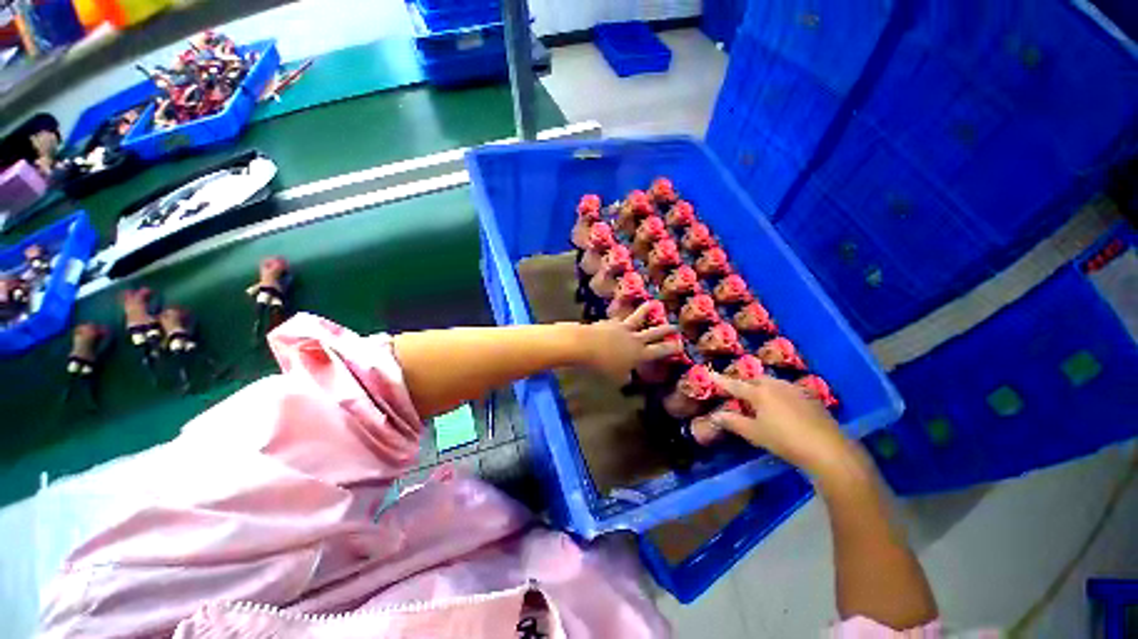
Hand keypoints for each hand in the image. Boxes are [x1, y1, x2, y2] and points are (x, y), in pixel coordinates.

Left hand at [581, 302, 679, 382]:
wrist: (584, 345)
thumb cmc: (601, 366)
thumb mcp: (616, 378)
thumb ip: (624, 376)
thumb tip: (627, 376)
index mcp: (639, 354)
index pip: (660, 351)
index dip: (671, 348)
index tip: (680, 345)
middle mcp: (634, 339)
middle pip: (654, 332)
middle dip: (666, 329)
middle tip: (676, 326)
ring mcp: (622, 328)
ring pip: (637, 317)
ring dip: (645, 310)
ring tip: (652, 303)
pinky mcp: (610, 322)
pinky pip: (618, 319)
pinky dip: (621, 317)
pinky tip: (620, 315)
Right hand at [709, 373, 852, 474]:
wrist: (828, 449)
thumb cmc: (785, 441)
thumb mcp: (754, 434)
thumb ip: (733, 422)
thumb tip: (715, 416)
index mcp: (759, 392)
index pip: (735, 384)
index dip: (721, 381)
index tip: (710, 373)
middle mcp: (776, 385)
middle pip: (755, 379)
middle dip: (744, 383)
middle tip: (737, 391)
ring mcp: (794, 390)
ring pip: (772, 383)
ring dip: (761, 387)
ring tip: (758, 398)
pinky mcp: (809, 397)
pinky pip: (786, 389)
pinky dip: (777, 393)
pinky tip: (781, 406)